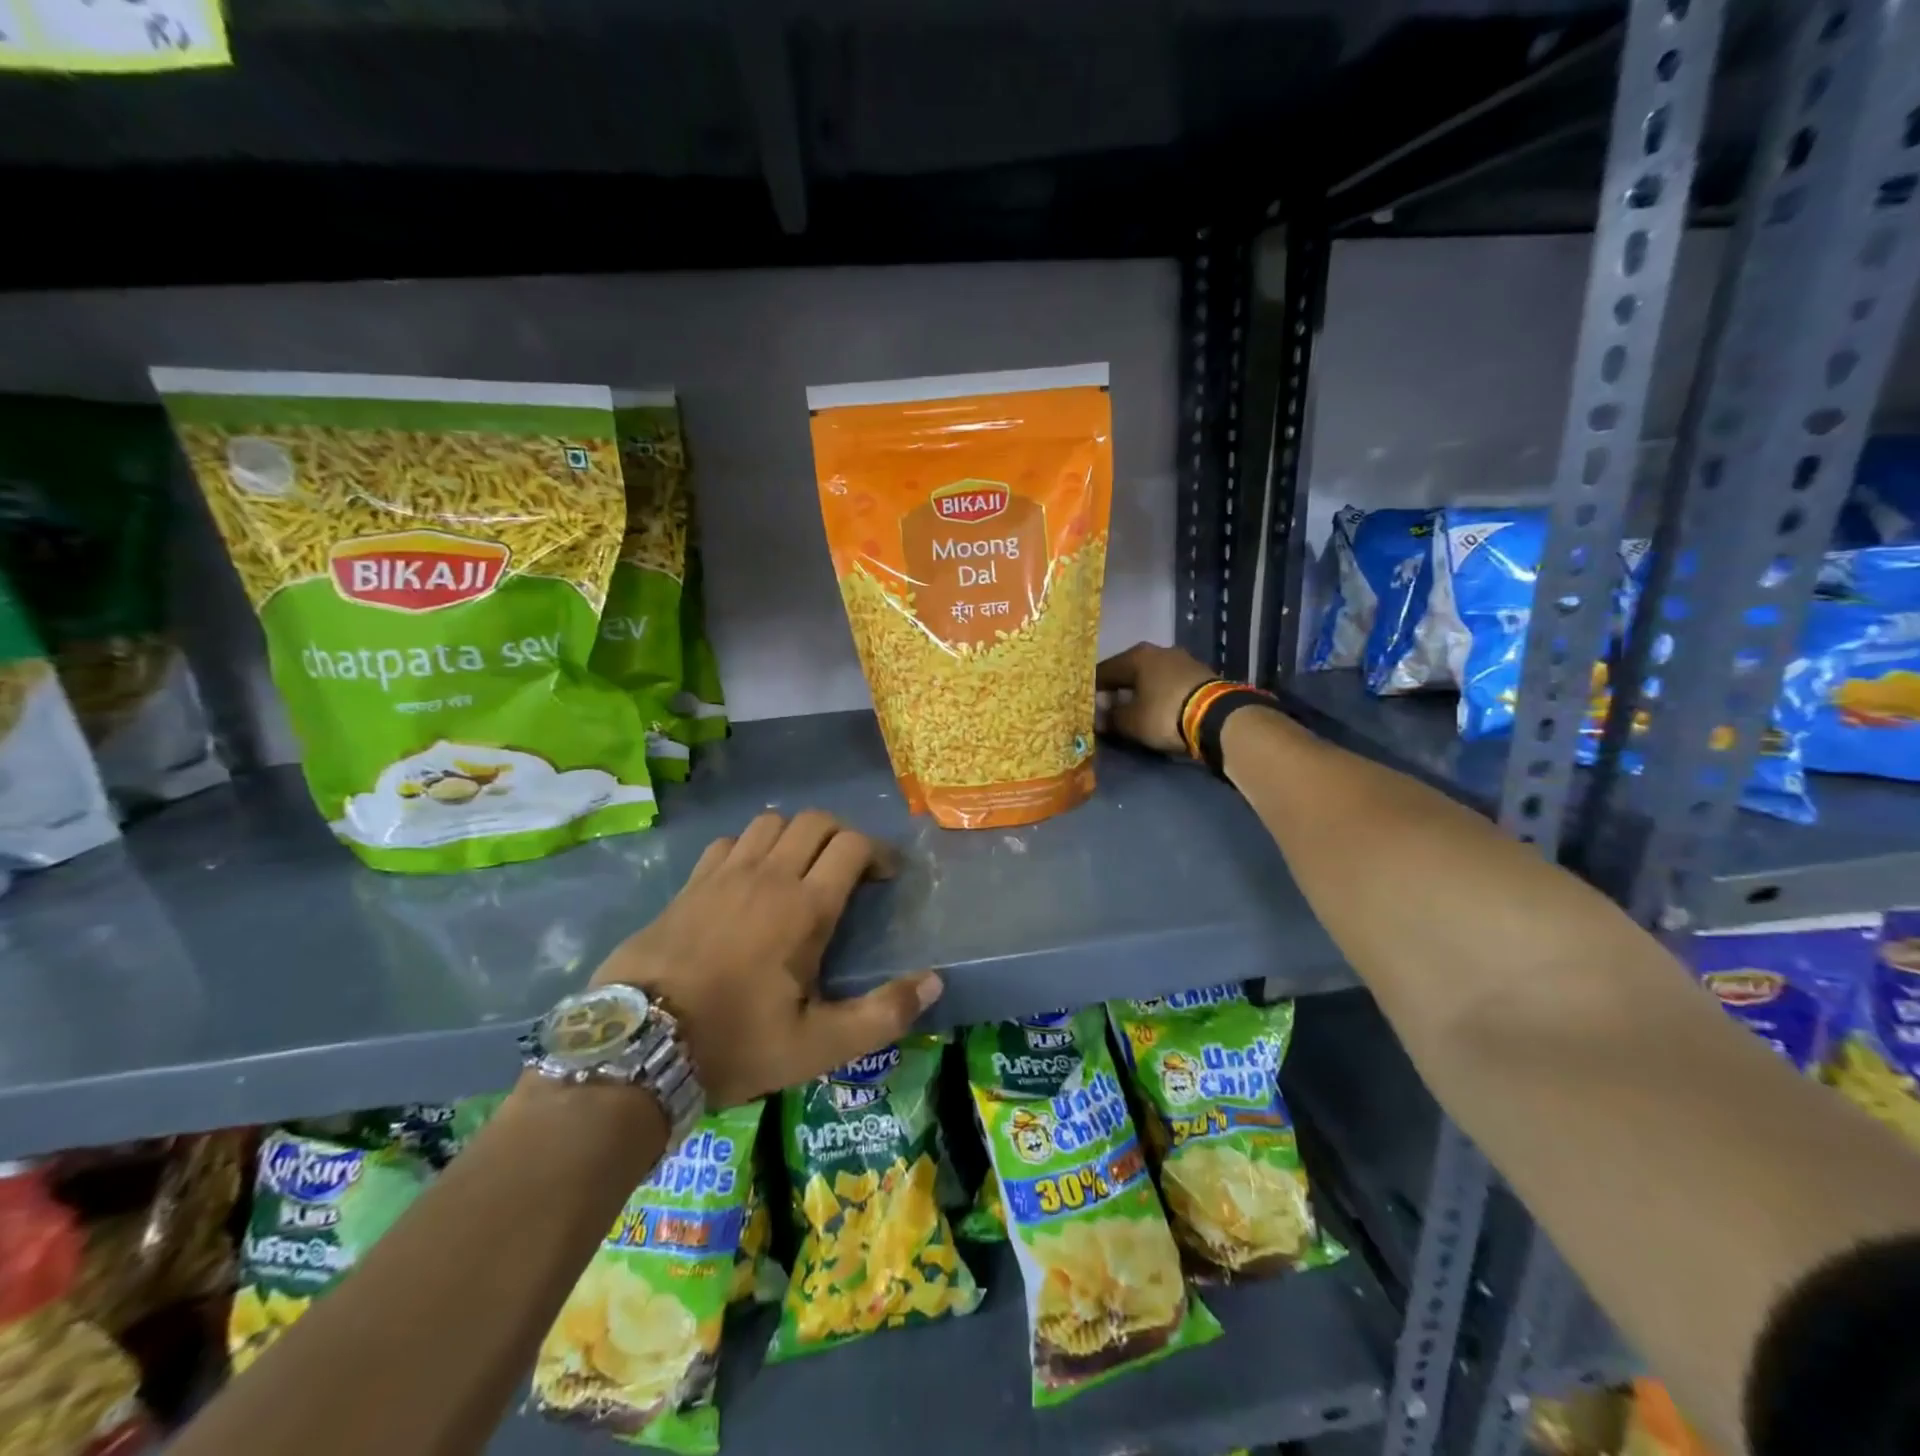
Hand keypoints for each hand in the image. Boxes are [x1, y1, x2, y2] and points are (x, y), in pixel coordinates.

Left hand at [588, 811, 941, 1106]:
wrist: (637, 1047)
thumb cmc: (735, 1043)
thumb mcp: (818, 1046)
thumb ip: (882, 1014)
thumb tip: (934, 983)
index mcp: (805, 907)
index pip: (852, 845)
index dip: (878, 852)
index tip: (886, 877)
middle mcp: (768, 876)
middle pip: (815, 821)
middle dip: (842, 836)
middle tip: (849, 870)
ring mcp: (724, 875)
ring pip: (770, 823)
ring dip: (796, 836)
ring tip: (800, 870)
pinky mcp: (690, 884)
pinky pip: (728, 842)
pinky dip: (749, 848)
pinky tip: (748, 880)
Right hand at [1095, 642, 1216, 754]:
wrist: (1218, 717)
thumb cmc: (1164, 714)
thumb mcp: (1130, 722)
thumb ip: (1110, 718)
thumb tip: (1098, 717)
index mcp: (1136, 656)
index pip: (1104, 670)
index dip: (1092, 689)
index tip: (1086, 705)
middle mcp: (1158, 651)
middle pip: (1129, 671)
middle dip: (1117, 689)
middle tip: (1108, 709)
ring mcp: (1183, 660)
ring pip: (1151, 676)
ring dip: (1140, 691)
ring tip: (1134, 711)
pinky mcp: (1201, 673)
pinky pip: (1169, 683)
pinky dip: (1160, 694)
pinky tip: (1158, 708)